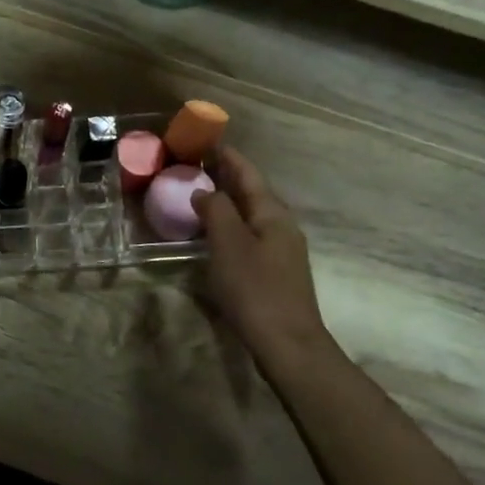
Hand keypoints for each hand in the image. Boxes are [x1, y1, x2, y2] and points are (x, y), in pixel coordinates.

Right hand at [191, 146, 334, 364]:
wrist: (287, 343)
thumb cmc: (255, 289)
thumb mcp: (229, 244)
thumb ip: (216, 211)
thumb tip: (204, 191)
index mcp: (273, 214)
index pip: (249, 175)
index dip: (229, 157)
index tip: (208, 141)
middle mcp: (281, 226)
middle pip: (253, 193)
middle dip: (227, 176)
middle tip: (197, 164)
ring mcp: (281, 250)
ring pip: (251, 215)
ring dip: (228, 201)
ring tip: (201, 193)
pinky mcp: (274, 272)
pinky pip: (249, 235)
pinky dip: (231, 224)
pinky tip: (214, 233)